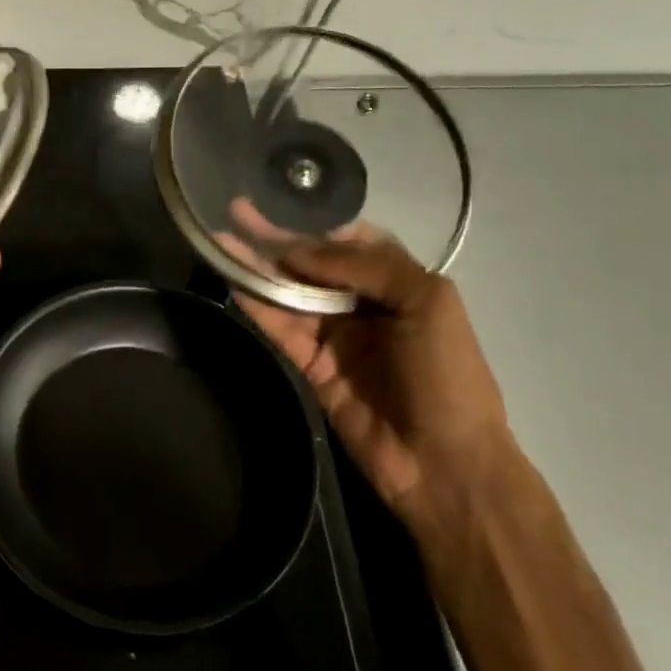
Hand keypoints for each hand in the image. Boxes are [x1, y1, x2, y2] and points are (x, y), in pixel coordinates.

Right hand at [229, 213, 514, 538]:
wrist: (443, 463)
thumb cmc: (447, 375)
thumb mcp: (428, 302)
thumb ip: (368, 266)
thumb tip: (301, 251)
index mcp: (400, 285)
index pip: (353, 244)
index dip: (319, 227)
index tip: (284, 207)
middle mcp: (364, 305)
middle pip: (313, 265)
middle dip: (278, 239)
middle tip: (237, 212)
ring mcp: (336, 336)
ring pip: (290, 293)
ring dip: (258, 267)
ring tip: (222, 239)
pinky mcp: (311, 365)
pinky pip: (281, 328)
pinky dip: (257, 305)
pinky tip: (233, 280)